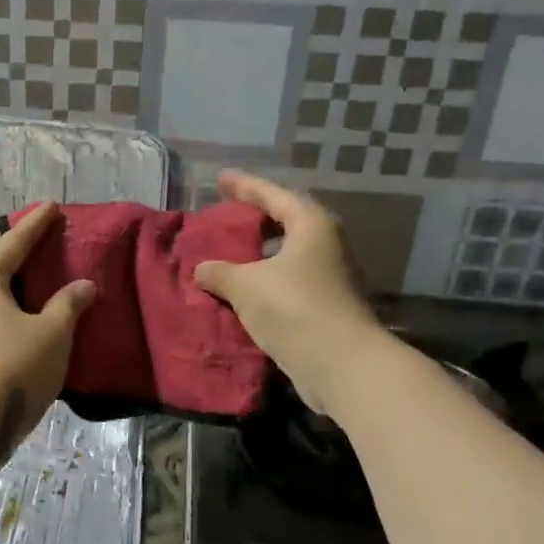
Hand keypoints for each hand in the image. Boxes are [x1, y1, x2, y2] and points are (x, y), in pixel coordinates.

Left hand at [0, 201, 95, 468]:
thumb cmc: (14, 367)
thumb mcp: (52, 333)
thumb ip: (68, 304)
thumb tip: (83, 285)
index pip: (13, 245)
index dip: (35, 225)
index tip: (51, 206)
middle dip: (22, 255)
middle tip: (46, 242)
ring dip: (16, 288)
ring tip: (40, 282)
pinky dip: (11, 313)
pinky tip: (27, 322)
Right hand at [193, 170, 383, 414]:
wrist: (341, 364)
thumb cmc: (294, 309)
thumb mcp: (246, 285)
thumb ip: (220, 272)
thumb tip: (202, 269)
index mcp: (312, 226)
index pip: (274, 195)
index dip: (245, 186)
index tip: (221, 179)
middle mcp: (327, 245)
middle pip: (287, 223)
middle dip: (256, 220)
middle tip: (228, 217)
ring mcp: (331, 277)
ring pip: (288, 256)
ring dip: (260, 255)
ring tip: (231, 256)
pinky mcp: (327, 307)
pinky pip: (289, 283)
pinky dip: (266, 282)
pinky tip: (244, 292)